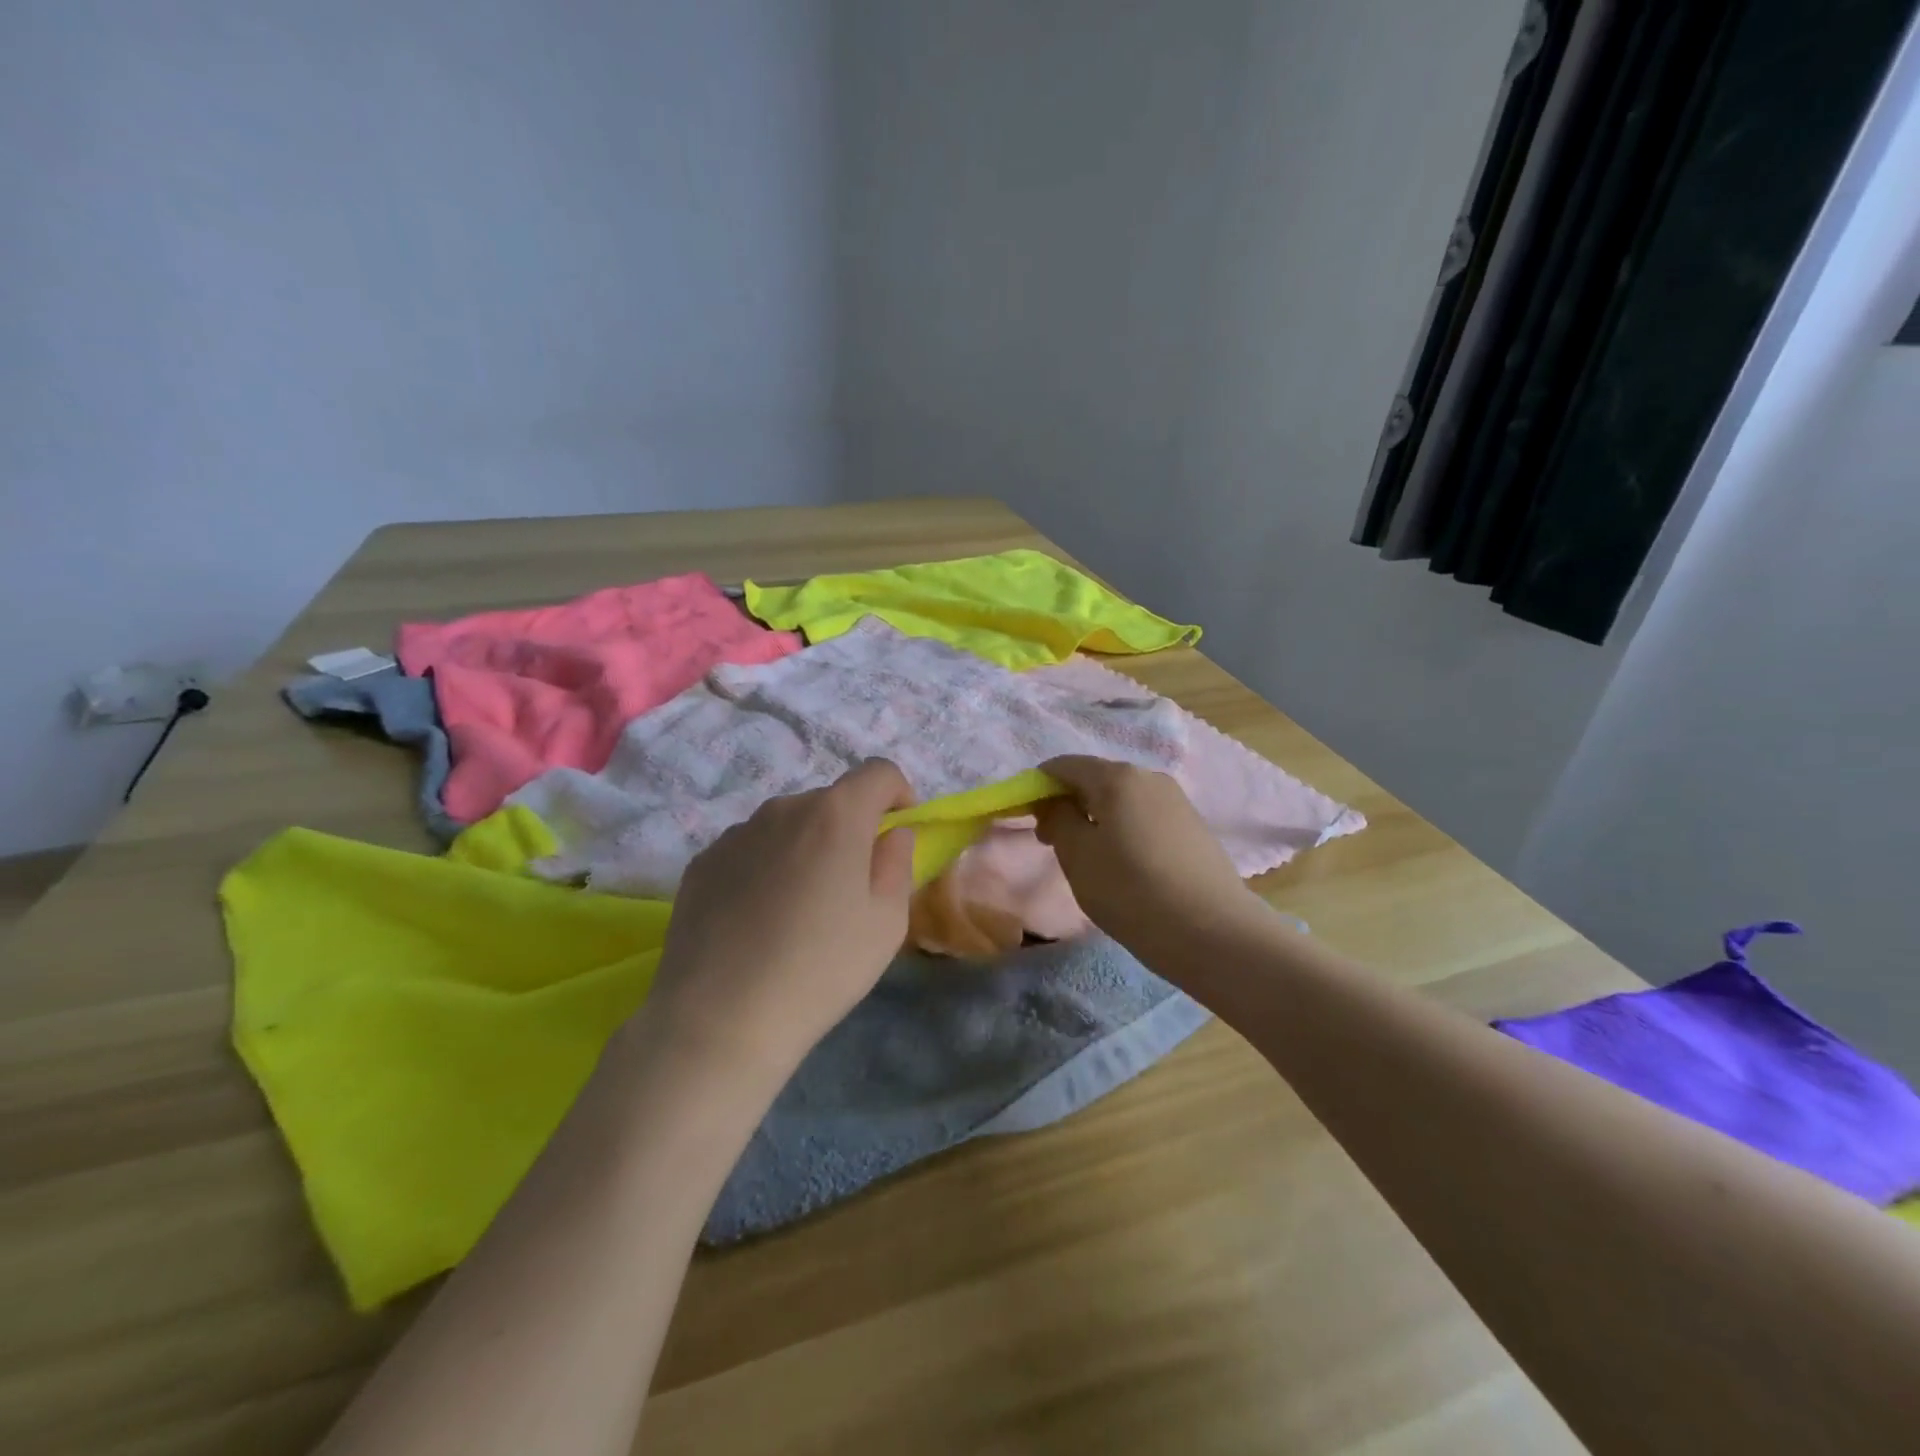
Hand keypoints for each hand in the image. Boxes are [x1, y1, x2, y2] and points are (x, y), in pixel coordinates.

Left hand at [641, 760, 916, 1086]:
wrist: (721, 1017)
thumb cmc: (822, 968)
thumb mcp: (886, 923)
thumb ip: (897, 864)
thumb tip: (891, 834)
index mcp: (835, 815)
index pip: (878, 772)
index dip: (899, 794)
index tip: (898, 834)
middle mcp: (783, 809)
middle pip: (830, 801)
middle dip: (850, 829)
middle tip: (850, 885)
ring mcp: (736, 833)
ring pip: (787, 826)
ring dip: (805, 847)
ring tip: (799, 908)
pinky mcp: (702, 862)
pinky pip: (750, 849)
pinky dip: (765, 867)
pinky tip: (757, 919)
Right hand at [1033, 755, 1260, 956]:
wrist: (1211, 931)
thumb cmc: (1131, 890)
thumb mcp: (1077, 856)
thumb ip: (1057, 819)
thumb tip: (1053, 802)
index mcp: (1117, 777)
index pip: (1064, 765)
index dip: (1038, 786)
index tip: (1027, 818)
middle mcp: (1149, 776)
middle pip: (1095, 778)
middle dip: (1068, 803)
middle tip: (1053, 843)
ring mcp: (1176, 800)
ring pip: (1121, 799)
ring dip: (1096, 818)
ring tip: (1090, 858)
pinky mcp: (1192, 825)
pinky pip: (1144, 815)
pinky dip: (1123, 829)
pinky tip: (1125, 864)